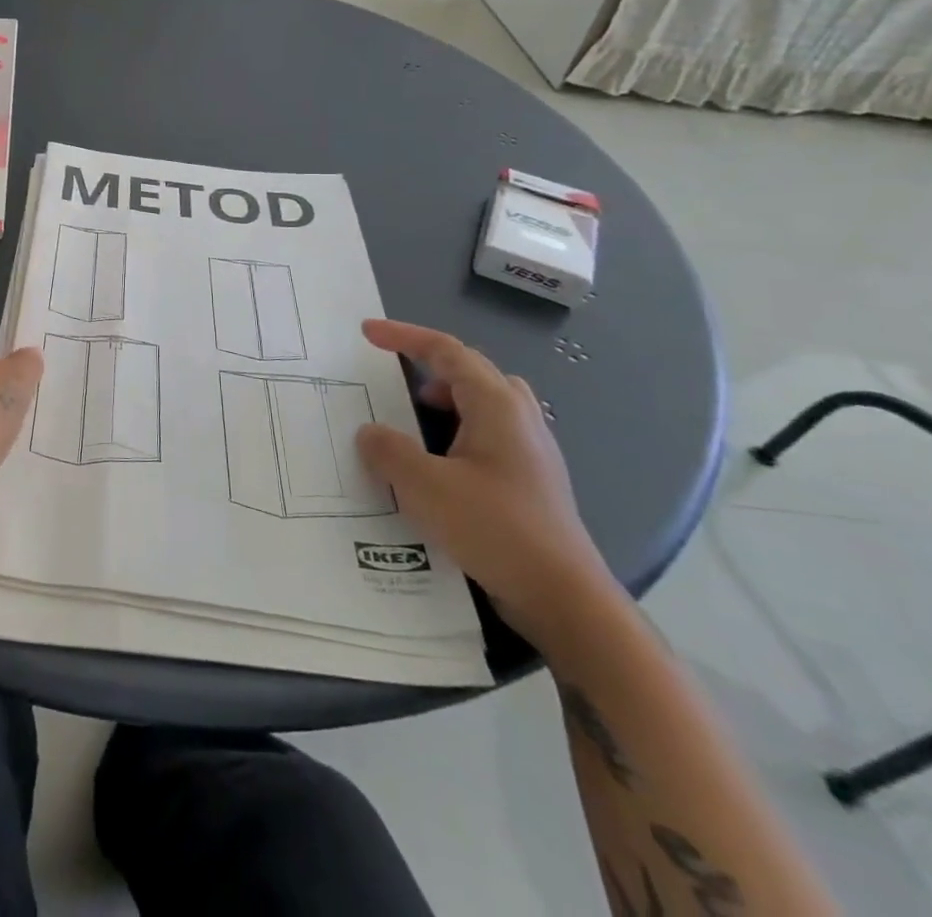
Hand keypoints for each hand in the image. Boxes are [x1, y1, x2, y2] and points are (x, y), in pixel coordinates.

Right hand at [355, 320, 617, 645]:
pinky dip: (457, 432)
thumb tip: (371, 433)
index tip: (367, 333)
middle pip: (471, 371)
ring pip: (484, 404)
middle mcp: (520, 419)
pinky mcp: (531, 482)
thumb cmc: (495, 529)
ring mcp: (531, 451)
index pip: (447, 351)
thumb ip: (389, 450)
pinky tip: (438, 466)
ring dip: (445, 401)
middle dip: (429, 367)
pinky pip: (488, 436)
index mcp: (497, 406)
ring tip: (413, 422)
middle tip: (393, 379)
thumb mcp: (425, 486)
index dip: (404, 337)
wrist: (564, 599)